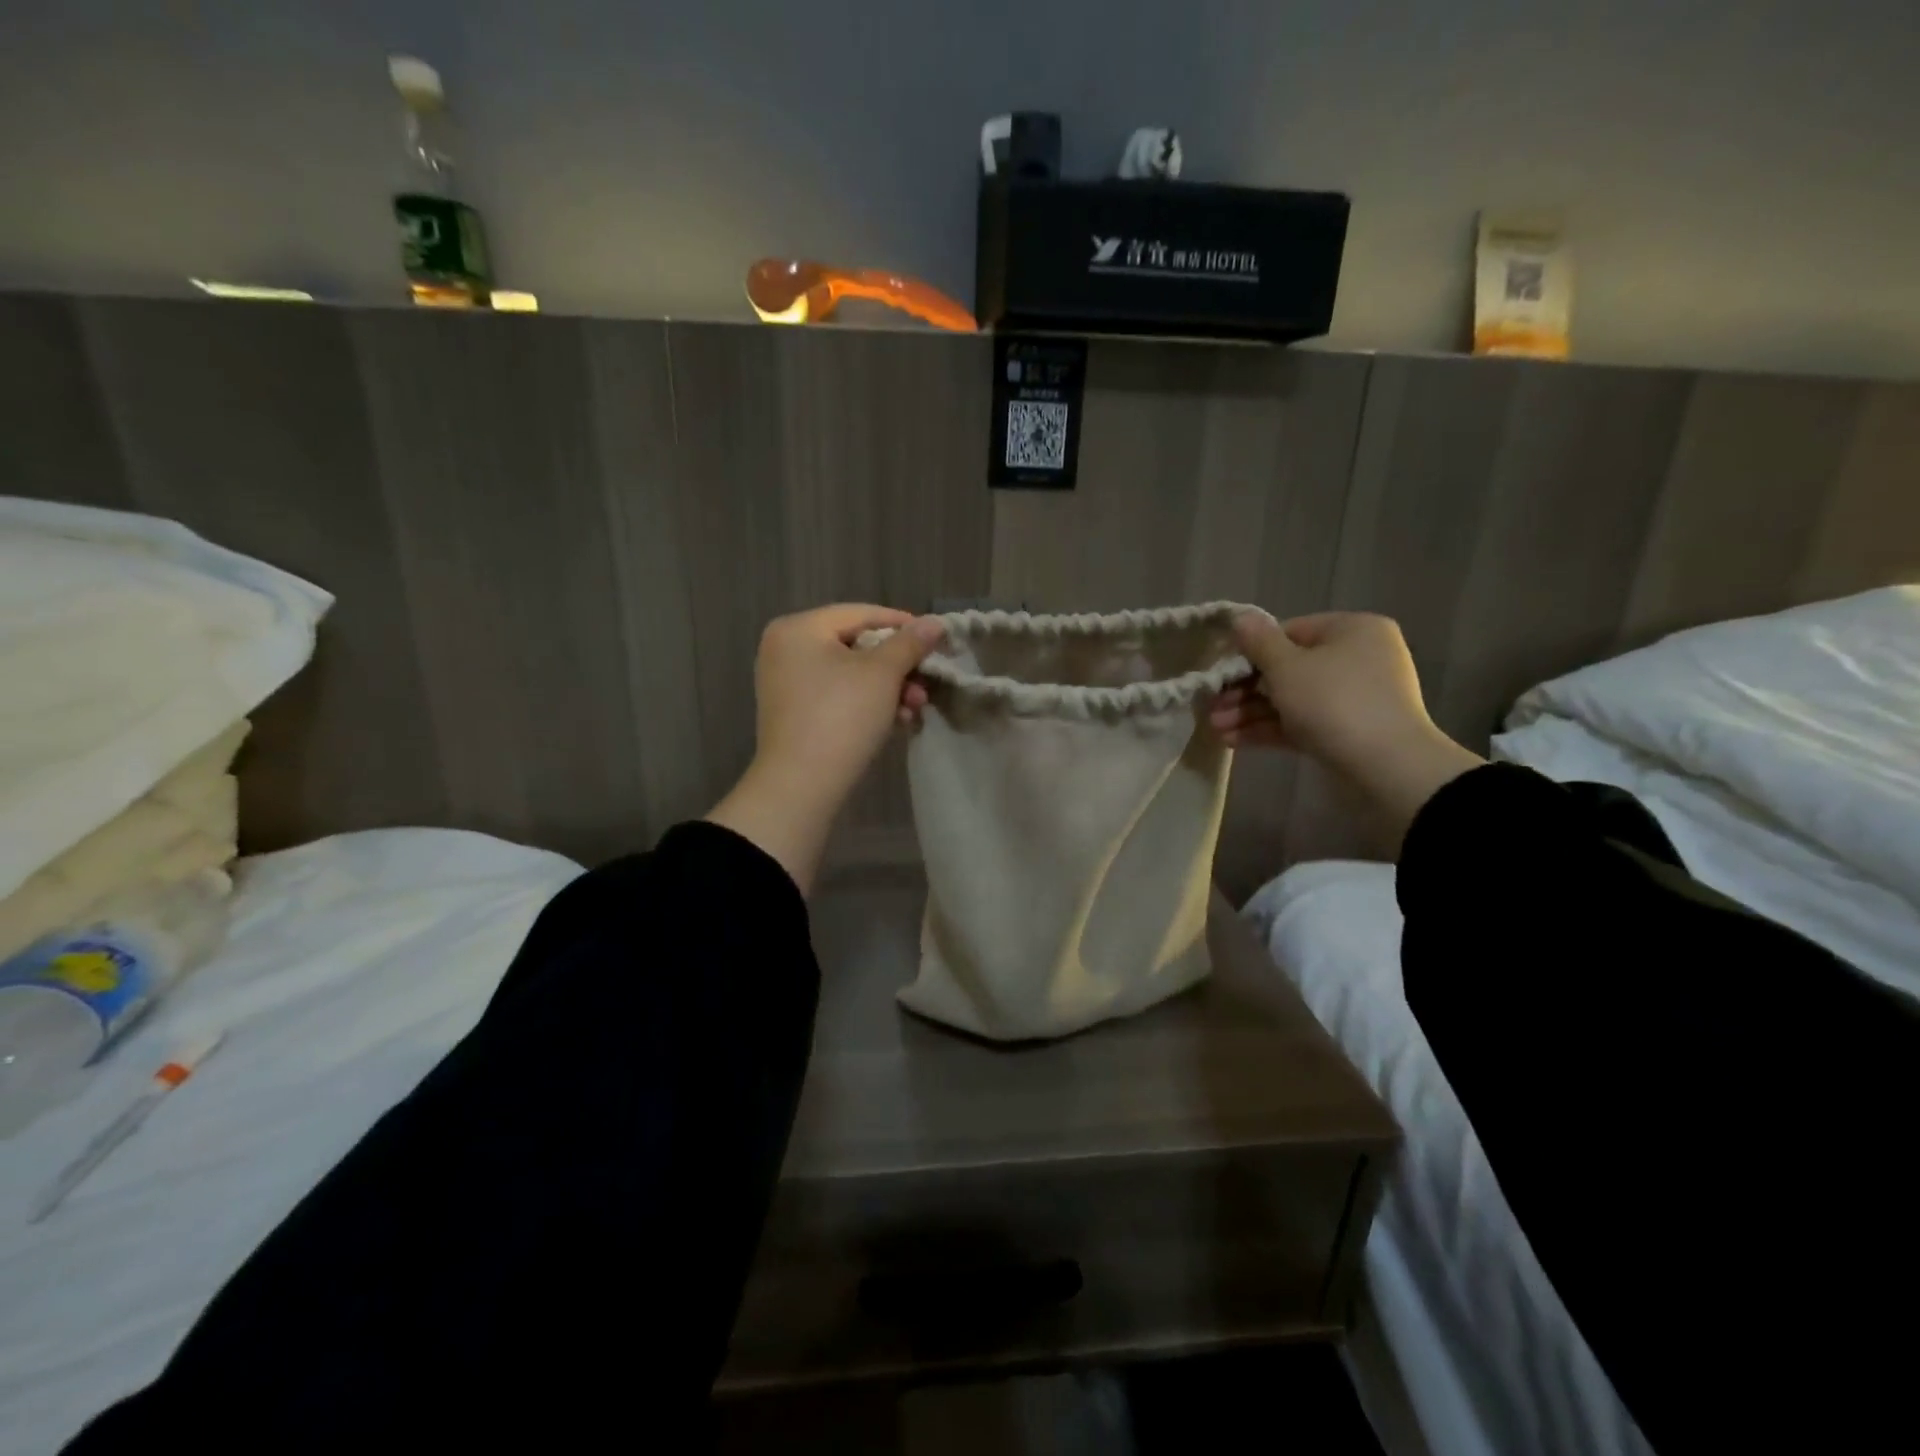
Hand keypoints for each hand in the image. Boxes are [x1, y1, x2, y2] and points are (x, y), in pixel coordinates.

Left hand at [706, 605, 944, 892]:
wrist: (801, 785)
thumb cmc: (841, 717)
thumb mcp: (883, 674)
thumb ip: (910, 643)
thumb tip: (935, 622)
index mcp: (799, 628)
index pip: (861, 614)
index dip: (903, 624)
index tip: (937, 639)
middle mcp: (786, 649)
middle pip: (856, 645)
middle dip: (898, 667)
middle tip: (926, 683)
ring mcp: (786, 683)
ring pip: (850, 674)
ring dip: (888, 689)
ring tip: (915, 708)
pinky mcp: (794, 713)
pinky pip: (838, 696)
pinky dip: (867, 704)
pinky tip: (896, 721)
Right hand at [1212, 611, 1483, 845]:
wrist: (1386, 767)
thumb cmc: (1333, 701)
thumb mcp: (1287, 667)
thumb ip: (1259, 642)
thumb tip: (1240, 618)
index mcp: (1352, 630)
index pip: (1290, 632)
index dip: (1251, 652)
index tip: (1220, 672)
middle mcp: (1358, 658)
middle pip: (1288, 668)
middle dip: (1244, 690)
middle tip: (1212, 707)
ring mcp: (1354, 697)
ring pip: (1291, 699)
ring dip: (1250, 712)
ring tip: (1216, 729)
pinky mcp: (1347, 731)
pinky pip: (1302, 722)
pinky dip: (1270, 729)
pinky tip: (1233, 741)